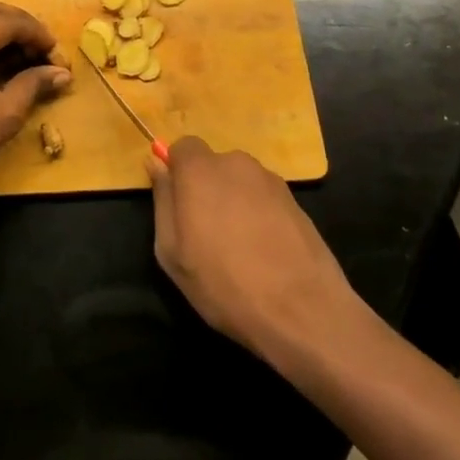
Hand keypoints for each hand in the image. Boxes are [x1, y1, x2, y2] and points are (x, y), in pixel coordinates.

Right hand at [146, 137, 364, 365]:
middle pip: (213, 165)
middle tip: (206, 232)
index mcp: (201, 170)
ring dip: (234, 201)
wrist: (304, 312)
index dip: (178, 171)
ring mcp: (271, 181)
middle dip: (206, 188)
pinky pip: (264, 198)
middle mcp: (236, 164)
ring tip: (239, 247)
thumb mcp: (172, 251)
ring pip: (240, 182)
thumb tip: (156, 163)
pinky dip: (259, 215)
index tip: (178, 205)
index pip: (183, 147)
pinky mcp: (296, 202)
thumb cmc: (224, 284)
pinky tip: (264, 252)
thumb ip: (162, 200)